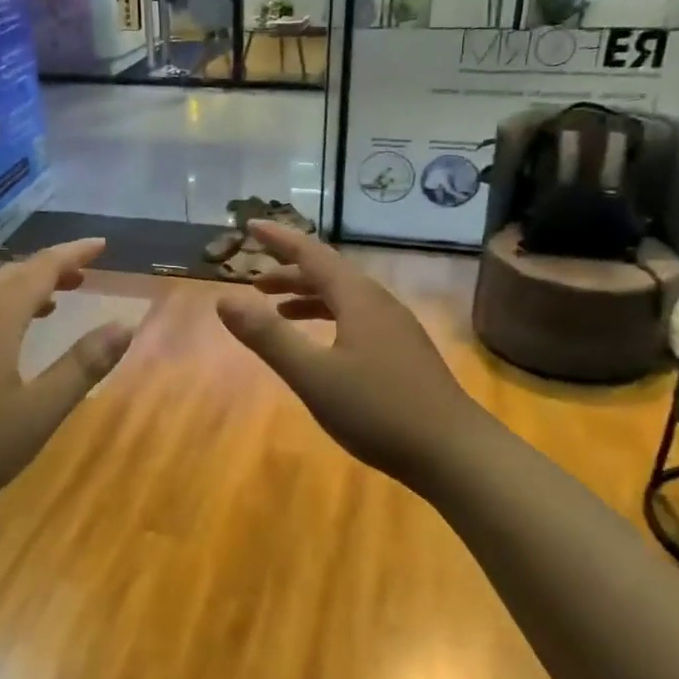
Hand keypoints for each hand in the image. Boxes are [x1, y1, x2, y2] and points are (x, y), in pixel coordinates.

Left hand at [0, 238, 132, 528]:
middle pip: (9, 275)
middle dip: (48, 269)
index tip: (100, 244)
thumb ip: (82, 367)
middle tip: (80, 275)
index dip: (73, 252)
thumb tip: (124, 325)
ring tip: (47, 305)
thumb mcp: (37, 414)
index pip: (41, 268)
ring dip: (20, 290)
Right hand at [216, 221, 474, 490]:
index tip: (251, 225)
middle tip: (254, 283)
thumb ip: (268, 336)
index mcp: (358, 298)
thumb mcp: (312, 374)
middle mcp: (379, 304)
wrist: (454, 452)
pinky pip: (357, 319)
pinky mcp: (403, 353)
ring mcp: (396, 329)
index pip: (312, 253)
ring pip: (344, 298)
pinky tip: (321, 345)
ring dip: (308, 297)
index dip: (279, 239)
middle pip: (329, 274)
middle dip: (289, 272)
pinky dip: (328, 319)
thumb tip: (224, 300)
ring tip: (278, 310)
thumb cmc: (378, 409)